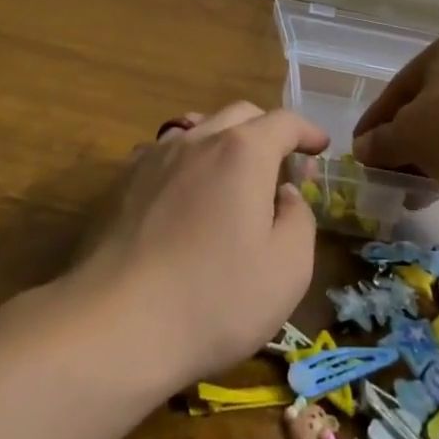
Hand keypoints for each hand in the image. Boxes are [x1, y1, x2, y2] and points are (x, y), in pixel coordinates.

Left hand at [70, 103, 327, 390]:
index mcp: (242, 152)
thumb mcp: (287, 269)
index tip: (320, 147)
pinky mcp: (123, 181)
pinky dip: (187, 159)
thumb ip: (298, 219)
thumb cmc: (215, 299)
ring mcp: (154, 157)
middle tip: (282, 164)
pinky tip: (185, 190)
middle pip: (239, 115)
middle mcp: (197, 140)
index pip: (283, 122)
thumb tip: (284, 193)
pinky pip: (164, 152)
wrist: (118, 323)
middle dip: (267, 130)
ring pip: (197, 127)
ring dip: (224, 140)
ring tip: (233, 172)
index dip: (307, 131)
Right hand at [352, 29, 438, 189]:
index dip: (374, 121)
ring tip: (407, 188)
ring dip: (425, 156)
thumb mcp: (408, 135)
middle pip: (424, 106)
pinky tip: (436, 190)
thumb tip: (362, 149)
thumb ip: (380, 141)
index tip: (359, 150)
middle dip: (401, 141)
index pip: (398, 87)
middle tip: (383, 170)